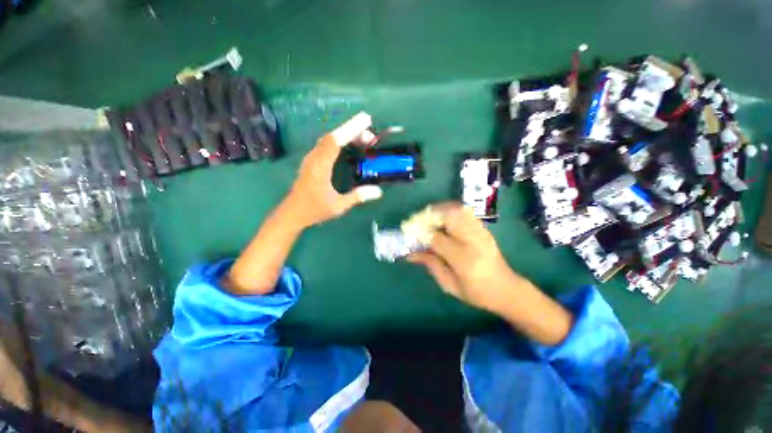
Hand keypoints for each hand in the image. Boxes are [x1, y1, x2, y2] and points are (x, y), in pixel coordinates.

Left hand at [284, 112, 382, 228]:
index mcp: (320, 167)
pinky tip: (348, 146)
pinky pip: (326, 145)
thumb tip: (378, 191)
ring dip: (346, 136)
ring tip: (363, 140)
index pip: (335, 141)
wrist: (292, 213)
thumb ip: (357, 197)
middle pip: (333, 137)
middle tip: (370, 137)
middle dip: (352, 132)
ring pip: (329, 139)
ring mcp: (311, 159)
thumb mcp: (338, 206)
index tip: (366, 121)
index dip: (350, 129)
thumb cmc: (314, 210)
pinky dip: (339, 141)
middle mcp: (314, 158)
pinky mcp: (312, 161)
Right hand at [408, 203, 529, 312]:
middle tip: (416, 220)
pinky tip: (443, 216)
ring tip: (427, 216)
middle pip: (448, 218)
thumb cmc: (475, 292)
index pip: (437, 240)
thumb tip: (409, 253)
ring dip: (439, 210)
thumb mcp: (449, 284)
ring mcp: (480, 233)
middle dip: (428, 216)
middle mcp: (473, 242)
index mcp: (464, 260)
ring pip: (457, 211)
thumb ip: (430, 264)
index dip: (421, 234)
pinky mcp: (483, 229)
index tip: (409, 233)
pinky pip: (465, 212)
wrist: (506, 289)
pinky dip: (450, 209)